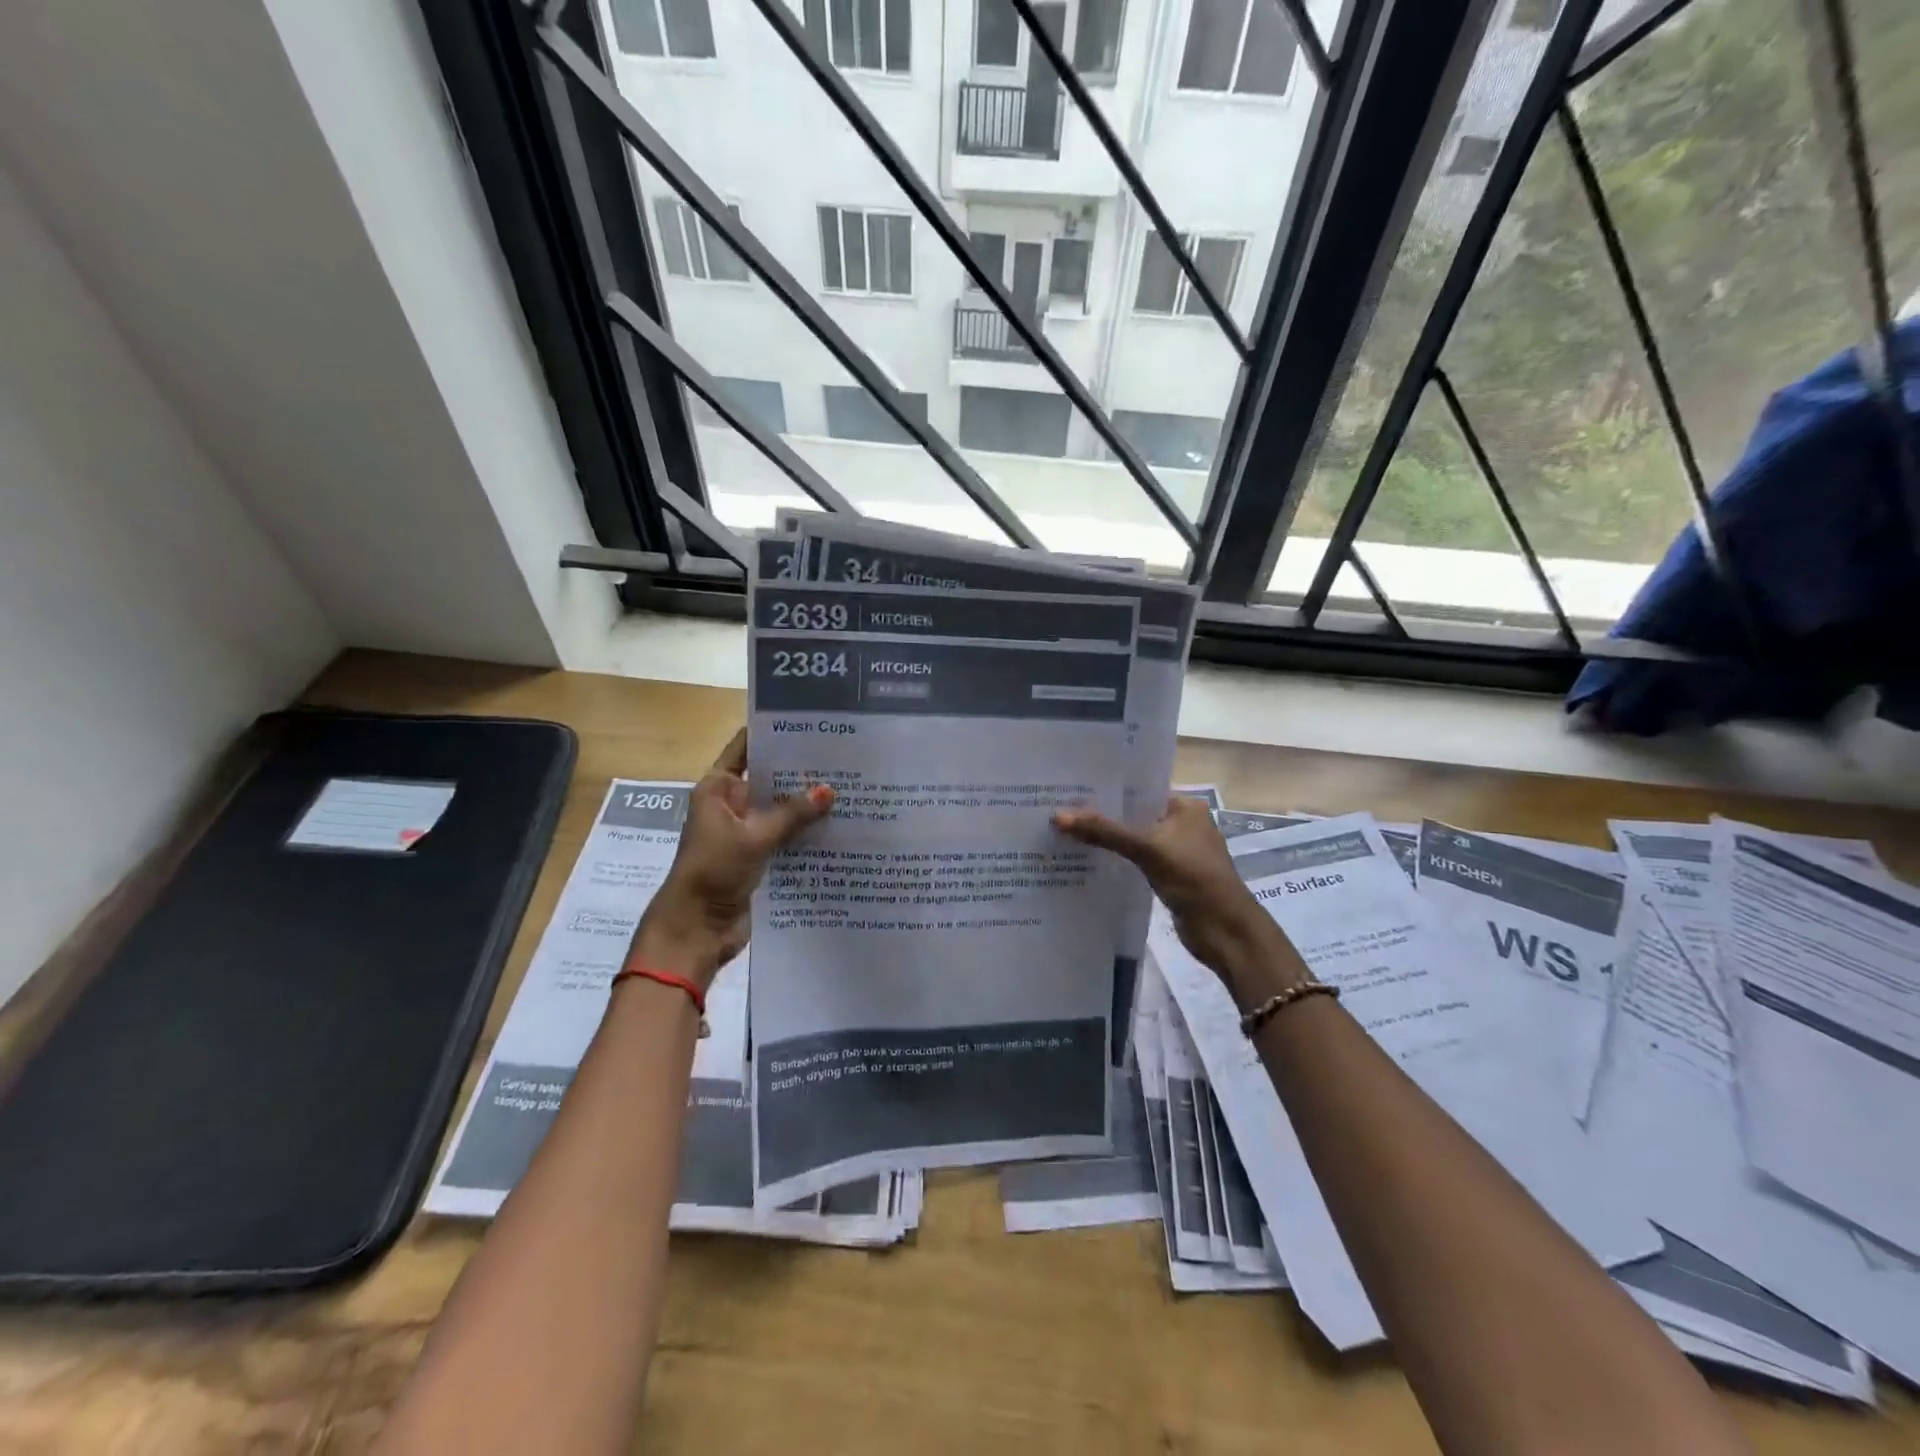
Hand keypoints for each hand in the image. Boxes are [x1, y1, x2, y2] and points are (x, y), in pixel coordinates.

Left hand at [626, 730, 833, 989]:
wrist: (695, 930)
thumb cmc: (713, 872)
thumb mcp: (754, 838)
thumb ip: (792, 814)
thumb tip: (830, 791)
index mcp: (718, 788)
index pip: (746, 747)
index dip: (773, 731)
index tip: (811, 721)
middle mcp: (732, 804)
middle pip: (769, 777)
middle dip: (801, 769)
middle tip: (844, 755)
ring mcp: (746, 831)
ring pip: (782, 809)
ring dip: (808, 803)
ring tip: (851, 786)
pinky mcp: (759, 856)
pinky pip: (787, 836)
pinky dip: (807, 831)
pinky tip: (841, 824)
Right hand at [1053, 796, 1298, 1004]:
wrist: (1225, 931)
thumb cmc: (1193, 878)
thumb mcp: (1147, 848)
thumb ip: (1104, 831)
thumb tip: (1058, 816)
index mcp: (1185, 806)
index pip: (1140, 790)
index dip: (1108, 790)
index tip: (1071, 789)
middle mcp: (1182, 824)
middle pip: (1134, 815)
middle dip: (1102, 815)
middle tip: (1060, 809)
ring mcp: (1176, 852)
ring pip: (1133, 839)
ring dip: (1107, 839)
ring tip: (1065, 832)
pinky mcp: (1168, 876)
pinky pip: (1135, 861)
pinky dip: (1116, 860)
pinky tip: (1086, 859)